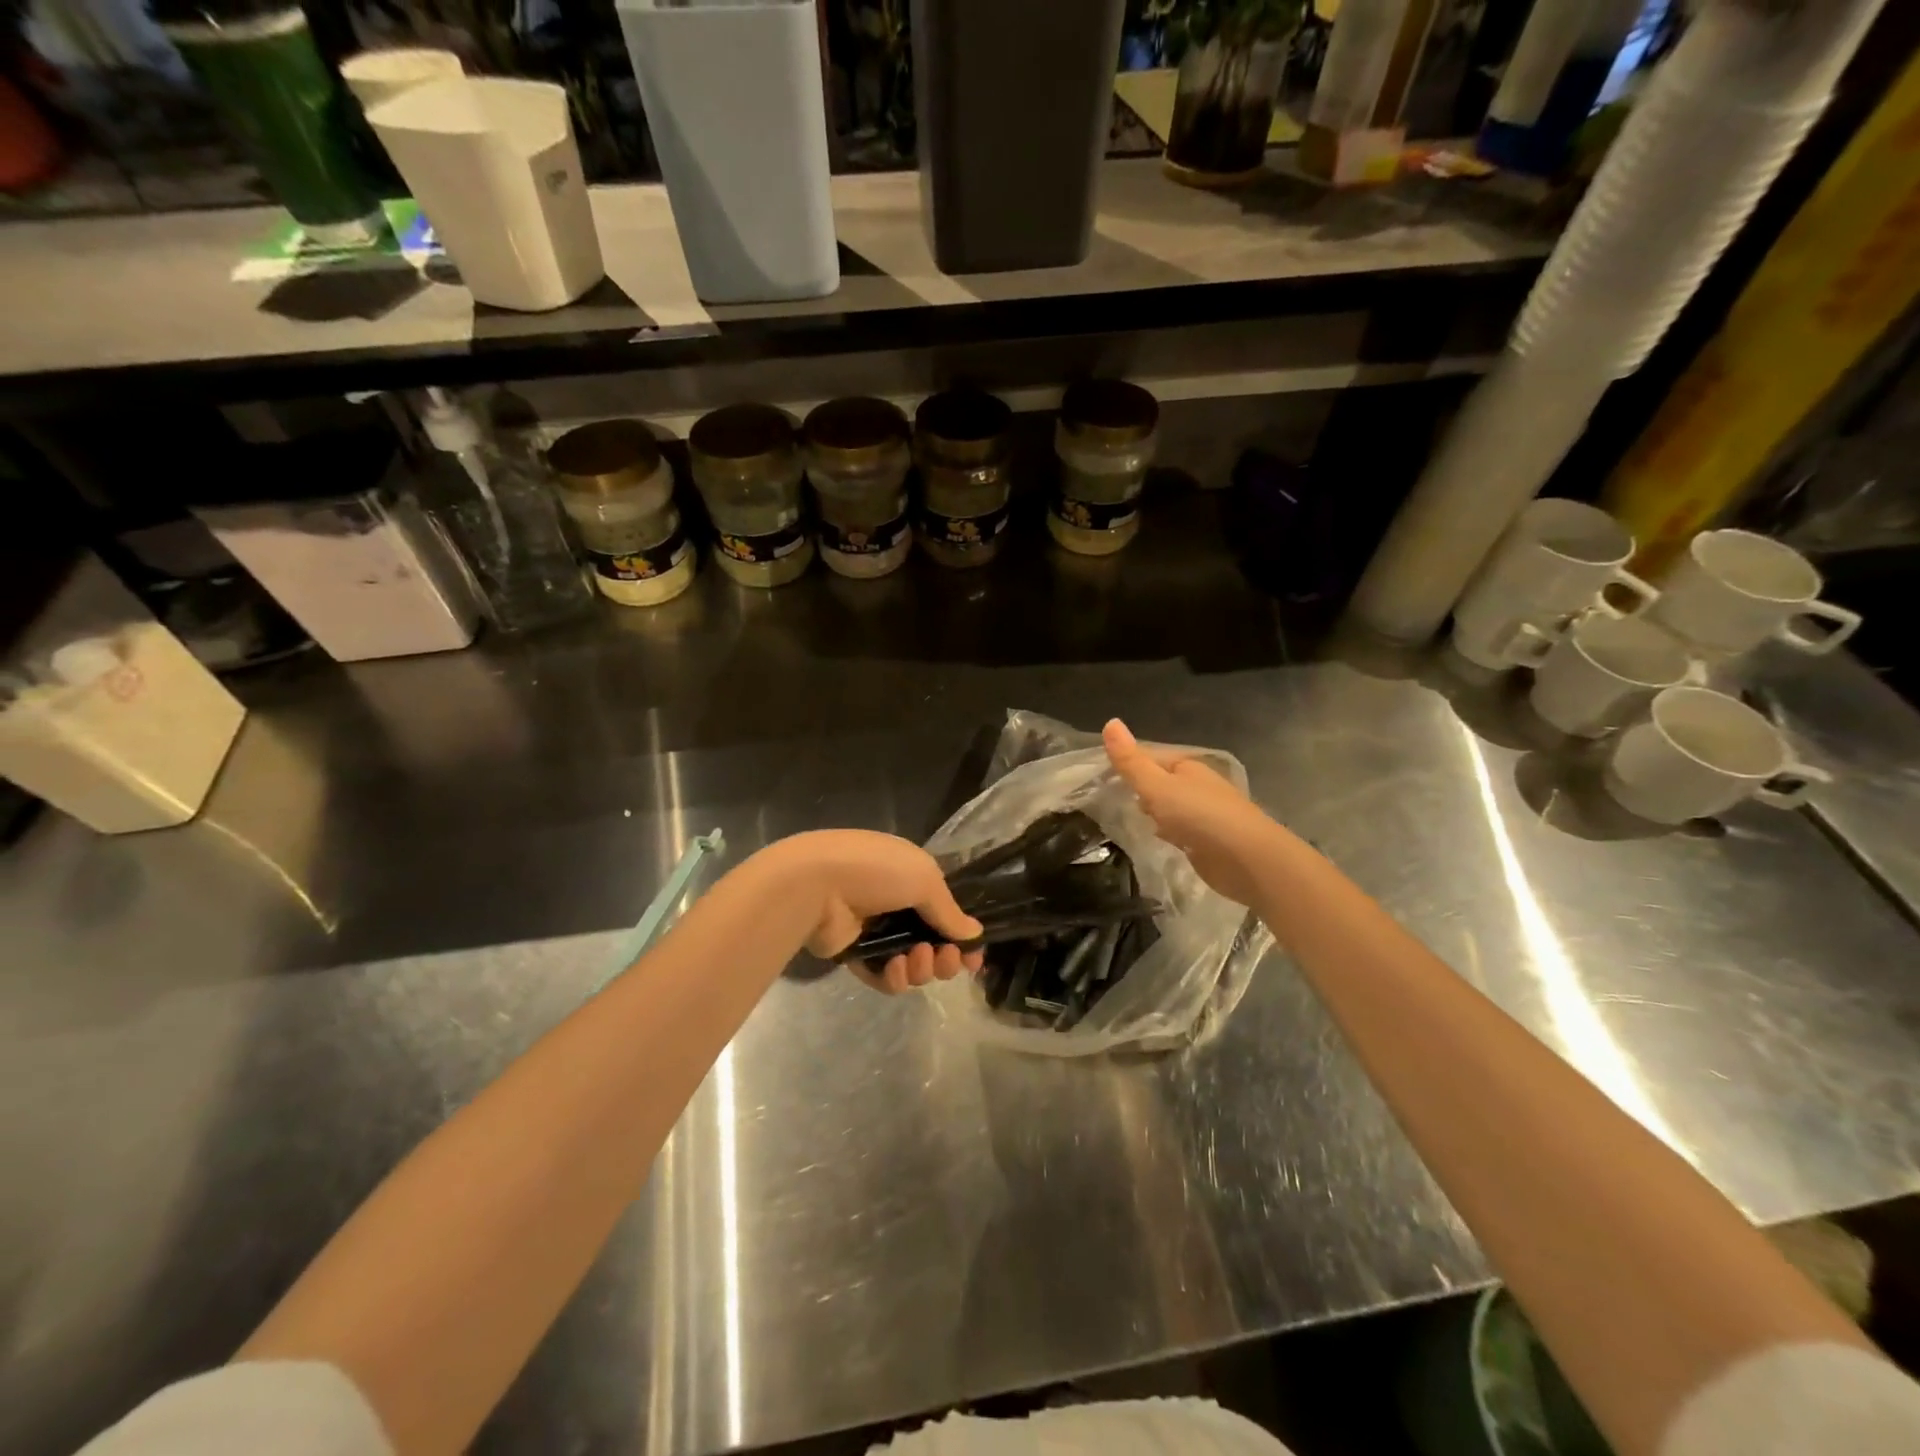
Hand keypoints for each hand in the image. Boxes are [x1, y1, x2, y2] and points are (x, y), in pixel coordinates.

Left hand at [762, 830, 983, 993]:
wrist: (815, 884)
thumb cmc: (876, 871)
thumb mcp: (924, 878)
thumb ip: (949, 911)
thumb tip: (974, 933)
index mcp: (912, 878)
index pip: (945, 913)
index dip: (962, 937)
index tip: (974, 958)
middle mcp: (896, 905)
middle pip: (933, 944)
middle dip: (945, 957)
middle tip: (945, 958)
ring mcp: (874, 931)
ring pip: (911, 963)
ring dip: (921, 967)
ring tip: (914, 958)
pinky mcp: (855, 955)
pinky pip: (884, 976)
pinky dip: (894, 978)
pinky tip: (893, 968)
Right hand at [1102, 718, 1276, 908]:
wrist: (1248, 860)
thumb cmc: (1199, 816)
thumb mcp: (1157, 786)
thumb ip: (1131, 761)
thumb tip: (1110, 722)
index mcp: (1188, 767)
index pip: (1151, 759)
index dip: (1128, 764)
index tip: (1100, 776)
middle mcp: (1198, 787)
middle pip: (1161, 783)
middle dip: (1140, 789)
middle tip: (1108, 798)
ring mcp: (1205, 815)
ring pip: (1170, 808)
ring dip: (1153, 812)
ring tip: (1125, 817)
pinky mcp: (1208, 842)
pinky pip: (1179, 830)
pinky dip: (1166, 831)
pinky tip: (1155, 838)